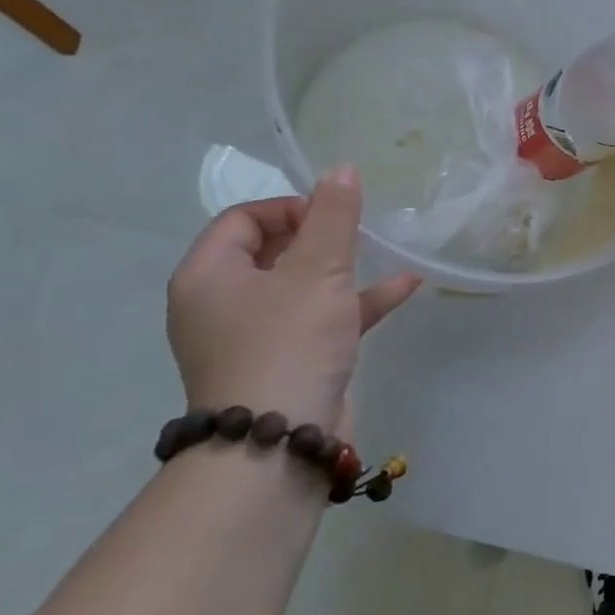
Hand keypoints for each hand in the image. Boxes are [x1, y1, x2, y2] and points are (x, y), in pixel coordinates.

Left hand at [166, 166, 420, 430]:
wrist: (279, 445)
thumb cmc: (288, 343)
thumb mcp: (316, 271)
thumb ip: (333, 218)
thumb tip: (341, 169)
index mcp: (209, 276)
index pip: (242, 219)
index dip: (290, 207)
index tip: (332, 216)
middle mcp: (222, 304)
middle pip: (271, 251)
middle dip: (319, 237)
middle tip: (356, 232)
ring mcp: (254, 338)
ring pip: (300, 287)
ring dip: (343, 268)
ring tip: (383, 251)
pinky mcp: (287, 364)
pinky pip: (320, 320)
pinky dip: (356, 303)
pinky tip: (404, 287)